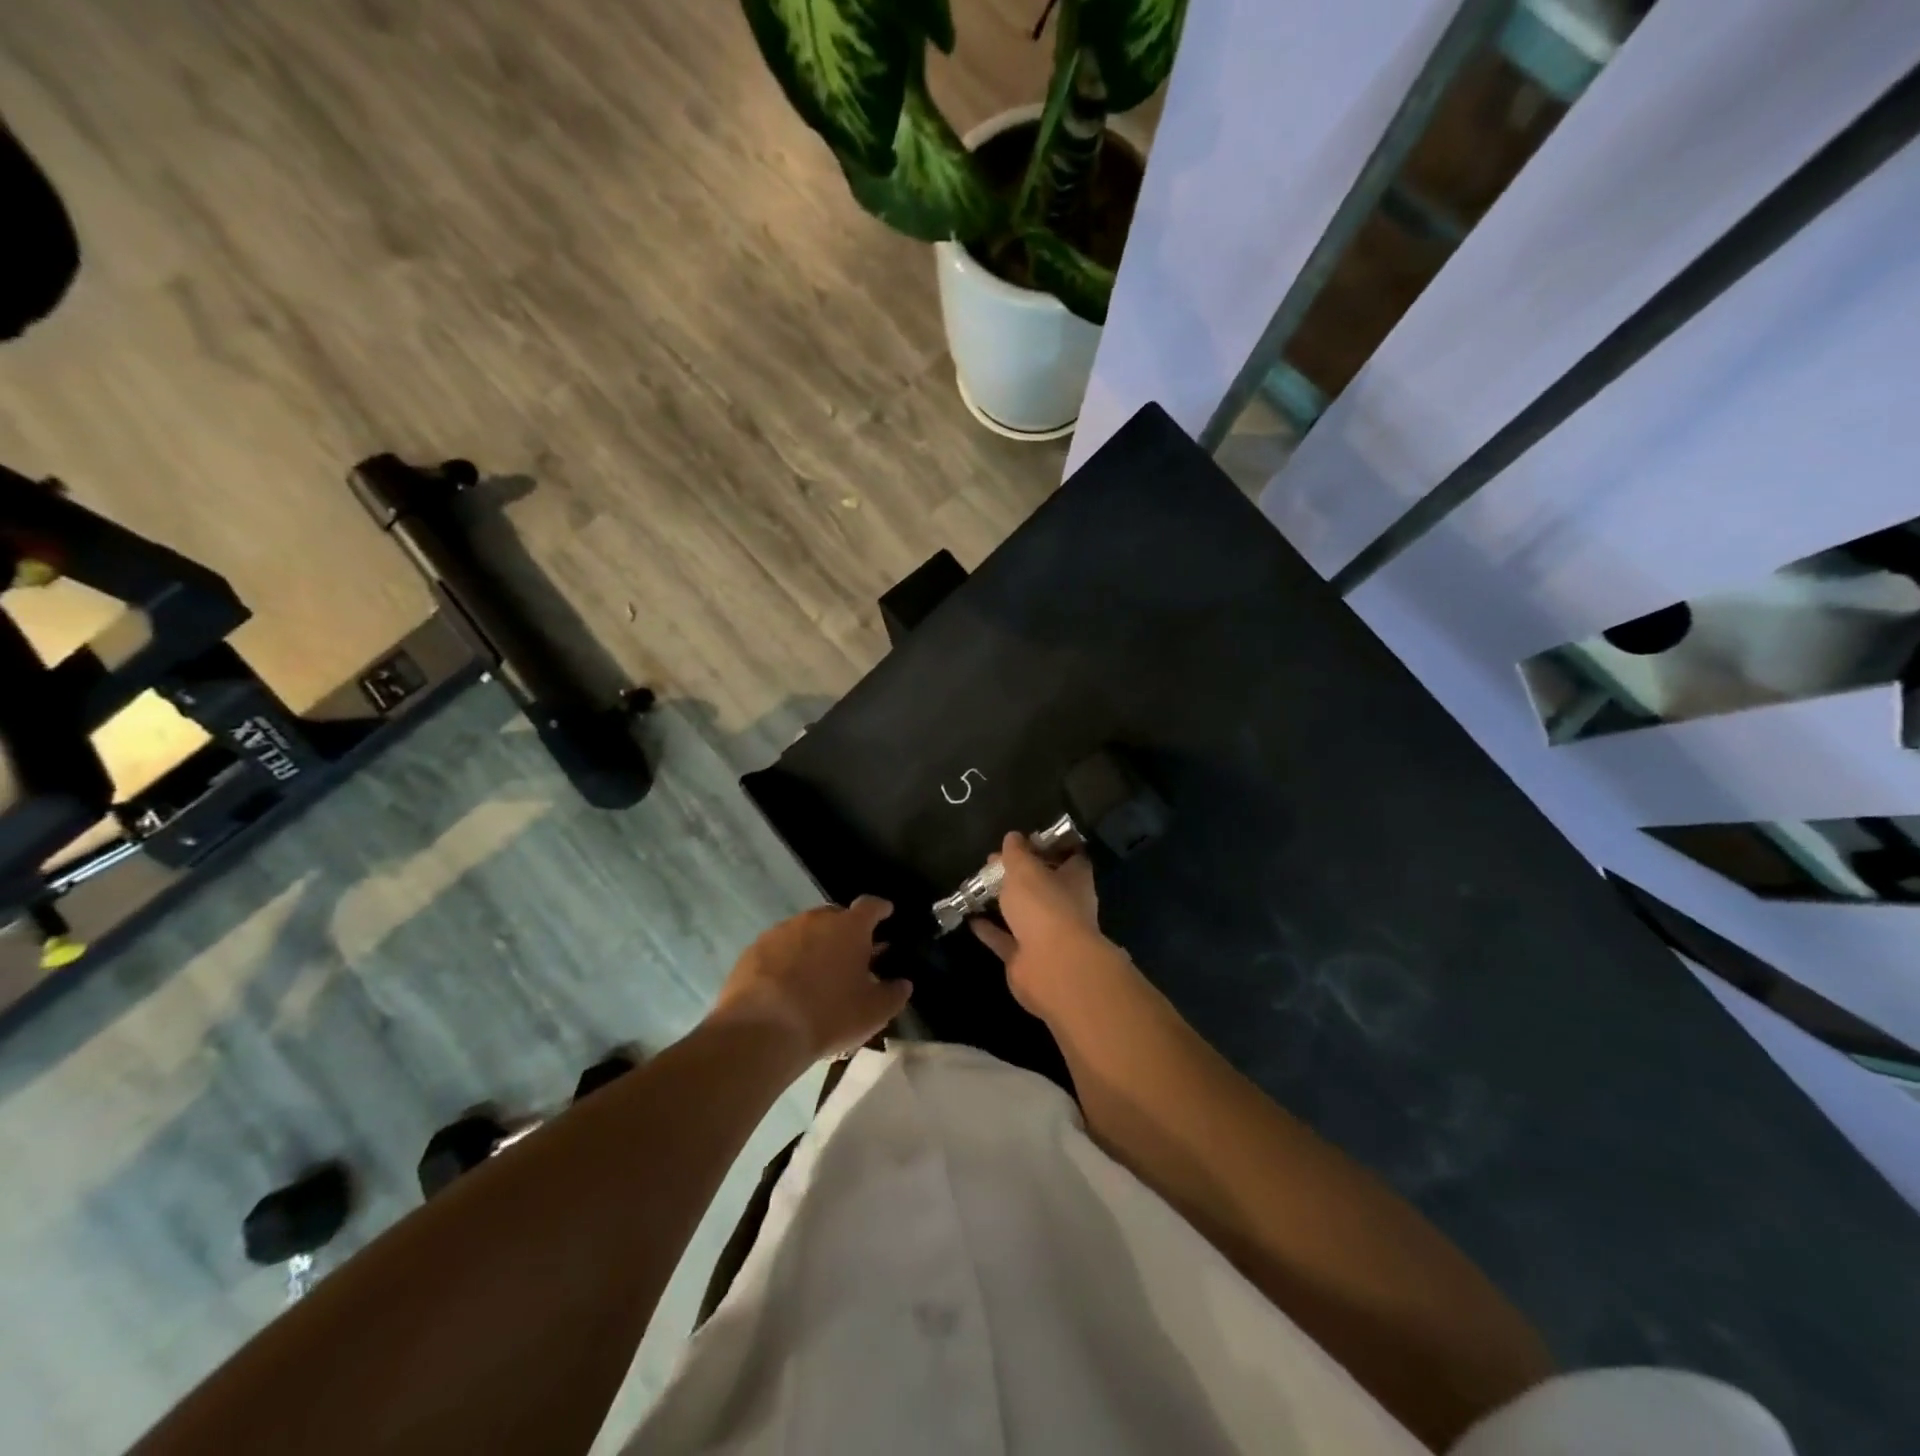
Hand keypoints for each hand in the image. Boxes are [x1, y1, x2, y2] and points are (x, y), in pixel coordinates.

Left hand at [710, 897, 910, 1063]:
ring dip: (813, 945)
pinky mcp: (753, 949)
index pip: (871, 906)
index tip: (886, 913)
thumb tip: (902, 984)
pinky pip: (778, 948)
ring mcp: (781, 931)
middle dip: (845, 931)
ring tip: (816, 974)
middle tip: (850, 955)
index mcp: (850, 928)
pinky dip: (786, 959)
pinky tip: (785, 985)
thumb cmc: (828, 1015)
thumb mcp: (873, 1013)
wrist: (762, 1030)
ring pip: (804, 931)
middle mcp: (815, 920)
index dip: (880, 909)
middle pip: (835, 916)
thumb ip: (893, 995)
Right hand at [971, 834, 1136, 1023]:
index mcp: (1075, 879)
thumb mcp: (1025, 868)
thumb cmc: (1045, 905)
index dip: (1048, 847)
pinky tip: (970, 917)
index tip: (1025, 839)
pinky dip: (990, 929)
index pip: (1069, 857)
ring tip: (978, 885)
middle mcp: (1066, 906)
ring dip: (1004, 901)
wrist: (1051, 967)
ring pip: (1023, 912)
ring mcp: (1048, 934)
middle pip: (1042, 884)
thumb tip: (1013, 837)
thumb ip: (1017, 852)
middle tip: (992, 861)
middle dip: (1019, 874)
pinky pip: (1006, 938)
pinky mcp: (1027, 958)